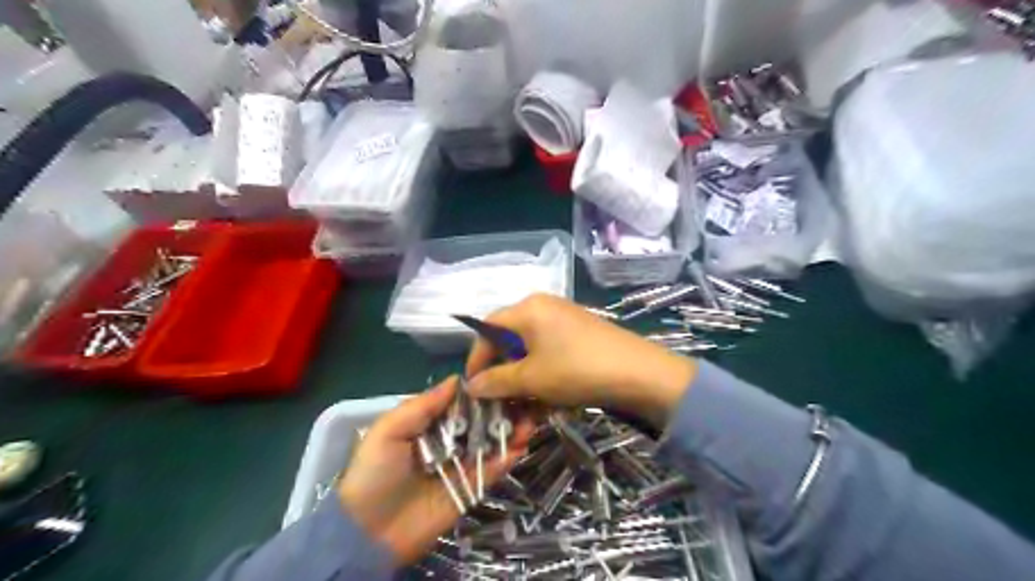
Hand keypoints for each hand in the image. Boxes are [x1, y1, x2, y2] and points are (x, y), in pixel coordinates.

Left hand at [337, 378, 532, 564]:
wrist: (369, 533)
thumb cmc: (375, 473)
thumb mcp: (389, 431)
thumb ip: (422, 405)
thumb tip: (457, 379)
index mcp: (428, 424)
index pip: (459, 403)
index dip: (480, 392)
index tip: (502, 378)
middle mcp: (448, 441)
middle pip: (479, 421)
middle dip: (501, 410)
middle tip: (523, 399)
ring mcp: (461, 465)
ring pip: (490, 443)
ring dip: (510, 430)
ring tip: (529, 420)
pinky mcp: (470, 489)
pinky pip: (491, 470)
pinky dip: (507, 457)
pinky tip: (520, 445)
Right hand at [467, 295, 693, 427]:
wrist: (640, 373)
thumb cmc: (577, 370)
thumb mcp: (532, 379)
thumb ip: (497, 381)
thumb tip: (471, 385)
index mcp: (528, 309)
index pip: (488, 328)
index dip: (477, 358)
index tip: (474, 386)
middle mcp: (543, 307)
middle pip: (509, 339)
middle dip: (503, 373)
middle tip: (500, 400)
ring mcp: (564, 319)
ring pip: (531, 350)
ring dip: (523, 379)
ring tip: (526, 408)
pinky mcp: (580, 333)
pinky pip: (550, 352)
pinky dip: (543, 374)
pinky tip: (548, 399)